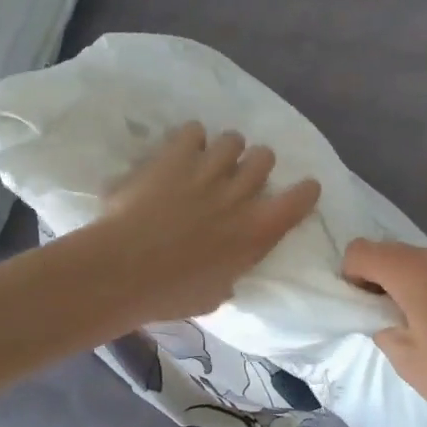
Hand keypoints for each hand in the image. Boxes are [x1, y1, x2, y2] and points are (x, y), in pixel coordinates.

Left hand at [93, 123, 320, 324]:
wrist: (122, 271)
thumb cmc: (170, 294)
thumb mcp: (215, 295)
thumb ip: (231, 273)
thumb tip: (229, 271)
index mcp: (258, 231)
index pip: (301, 198)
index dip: (304, 191)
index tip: (299, 192)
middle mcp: (240, 194)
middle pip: (265, 157)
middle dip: (255, 164)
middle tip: (238, 178)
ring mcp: (208, 170)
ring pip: (233, 139)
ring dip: (225, 150)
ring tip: (209, 161)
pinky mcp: (174, 157)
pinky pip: (194, 130)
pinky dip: (191, 139)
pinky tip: (181, 153)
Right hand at [341, 239, 426, 426]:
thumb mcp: (407, 362)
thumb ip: (384, 330)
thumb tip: (387, 318)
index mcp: (414, 273)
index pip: (363, 250)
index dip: (351, 274)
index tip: (362, 306)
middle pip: (394, 251)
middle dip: (379, 277)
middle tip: (387, 317)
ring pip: (424, 262)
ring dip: (410, 282)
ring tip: (422, 323)